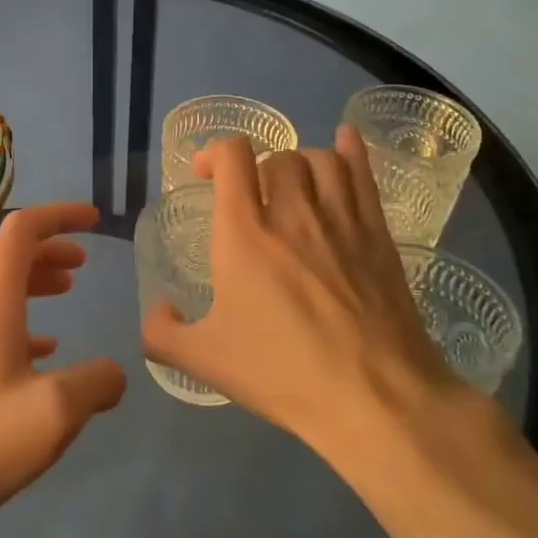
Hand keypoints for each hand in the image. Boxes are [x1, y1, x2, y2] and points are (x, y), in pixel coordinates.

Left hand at [0, 202, 126, 537]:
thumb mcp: (56, 411)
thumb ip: (97, 383)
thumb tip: (114, 373)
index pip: (22, 229)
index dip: (59, 215)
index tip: (94, 219)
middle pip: (10, 255)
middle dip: (50, 247)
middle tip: (85, 260)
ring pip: (1, 288)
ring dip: (36, 280)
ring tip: (69, 289)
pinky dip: (23, 319)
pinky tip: (45, 349)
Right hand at [143, 128, 465, 456]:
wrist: (374, 398)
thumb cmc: (283, 372)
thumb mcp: (205, 362)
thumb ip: (163, 334)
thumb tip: (159, 311)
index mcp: (245, 233)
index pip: (233, 157)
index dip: (216, 152)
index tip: (207, 174)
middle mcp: (292, 212)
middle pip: (278, 157)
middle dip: (259, 169)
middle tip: (253, 198)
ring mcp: (341, 220)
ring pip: (321, 159)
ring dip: (301, 163)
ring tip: (294, 184)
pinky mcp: (379, 235)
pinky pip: (364, 174)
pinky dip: (352, 150)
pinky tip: (347, 139)